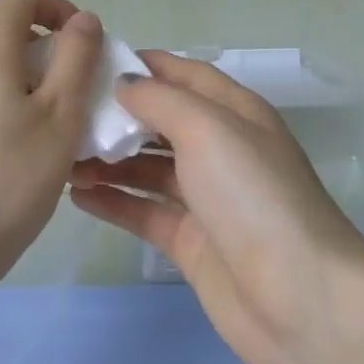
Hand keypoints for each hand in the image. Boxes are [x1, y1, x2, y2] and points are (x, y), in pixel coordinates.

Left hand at [0, 0, 104, 281]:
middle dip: (51, 52)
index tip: (84, 46)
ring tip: (59, 131)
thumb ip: (77, 57)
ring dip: (32, 82)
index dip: (58, 7)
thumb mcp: (60, 114)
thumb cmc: (9, 176)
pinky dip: (9, 103)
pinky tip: (26, 151)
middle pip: (9, 31)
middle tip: (80, 97)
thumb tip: (83, 19)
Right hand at [70, 51, 363, 363]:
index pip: (184, 74)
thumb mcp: (208, 129)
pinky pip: (144, 211)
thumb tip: (124, 84)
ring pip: (147, 167)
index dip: (143, 64)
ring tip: (61, 157)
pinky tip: (76, 195)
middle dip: (116, 114)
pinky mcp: (192, 243)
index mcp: (235, 113)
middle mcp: (221, 149)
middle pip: (161, 121)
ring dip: (108, 160)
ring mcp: (206, 199)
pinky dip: (113, 200)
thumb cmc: (253, 196)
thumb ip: (160, 99)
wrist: (302, 302)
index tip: (90, 61)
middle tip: (64, 112)